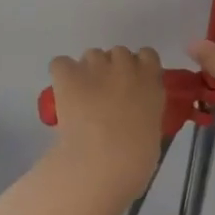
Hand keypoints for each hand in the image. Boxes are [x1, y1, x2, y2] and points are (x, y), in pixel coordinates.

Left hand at [47, 46, 165, 186]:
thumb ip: (145, 111)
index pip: (147, 55)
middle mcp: (125, 65)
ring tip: (82, 96)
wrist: (103, 161)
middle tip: (106, 95)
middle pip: (118, 53)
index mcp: (151, 79)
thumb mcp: (153, 130)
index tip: (132, 85)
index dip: (138, 67)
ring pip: (91, 55)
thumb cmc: (136, 157)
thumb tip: (133, 114)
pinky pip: (61, 63)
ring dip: (89, 71)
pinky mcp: (68, 74)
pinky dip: (62, 74)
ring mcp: (95, 66)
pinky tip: (63, 91)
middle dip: (112, 70)